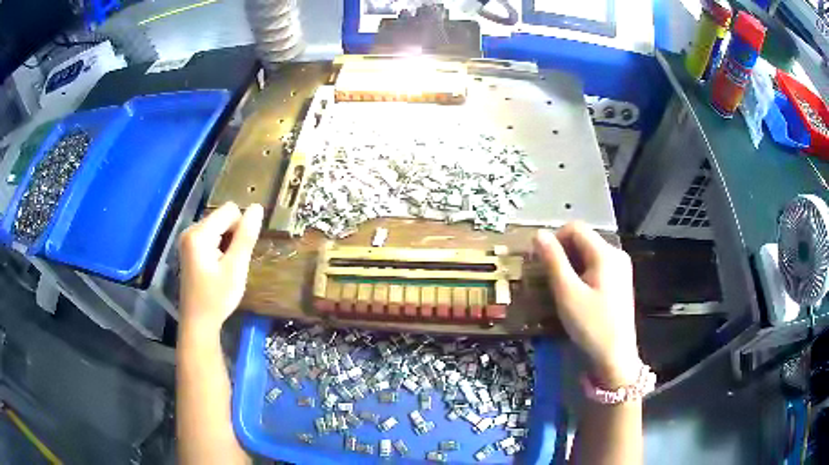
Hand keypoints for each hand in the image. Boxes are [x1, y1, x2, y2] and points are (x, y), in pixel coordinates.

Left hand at [179, 202, 263, 333]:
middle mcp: (190, 230)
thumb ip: (246, 236)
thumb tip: (257, 207)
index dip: (241, 229)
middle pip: (223, 217)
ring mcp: (188, 239)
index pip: (230, 210)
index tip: (238, 254)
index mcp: (199, 233)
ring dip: (227, 243)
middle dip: (233, 236)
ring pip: (219, 226)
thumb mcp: (236, 268)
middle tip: (232, 264)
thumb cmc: (217, 298)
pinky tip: (218, 267)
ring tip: (225, 267)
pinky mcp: (190, 247)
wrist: (198, 322)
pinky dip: (220, 247)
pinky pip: (211, 236)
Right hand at [534, 222, 639, 385]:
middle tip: (547, 278)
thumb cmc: (591, 325)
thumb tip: (538, 234)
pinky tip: (575, 294)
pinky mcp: (619, 282)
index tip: (540, 262)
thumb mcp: (567, 293)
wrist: (615, 357)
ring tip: (559, 288)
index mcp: (606, 253)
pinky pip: (596, 267)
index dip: (554, 239)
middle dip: (562, 253)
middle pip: (583, 240)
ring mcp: (620, 269)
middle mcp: (616, 254)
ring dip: (570, 265)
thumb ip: (553, 261)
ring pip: (588, 254)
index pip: (575, 228)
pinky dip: (581, 273)